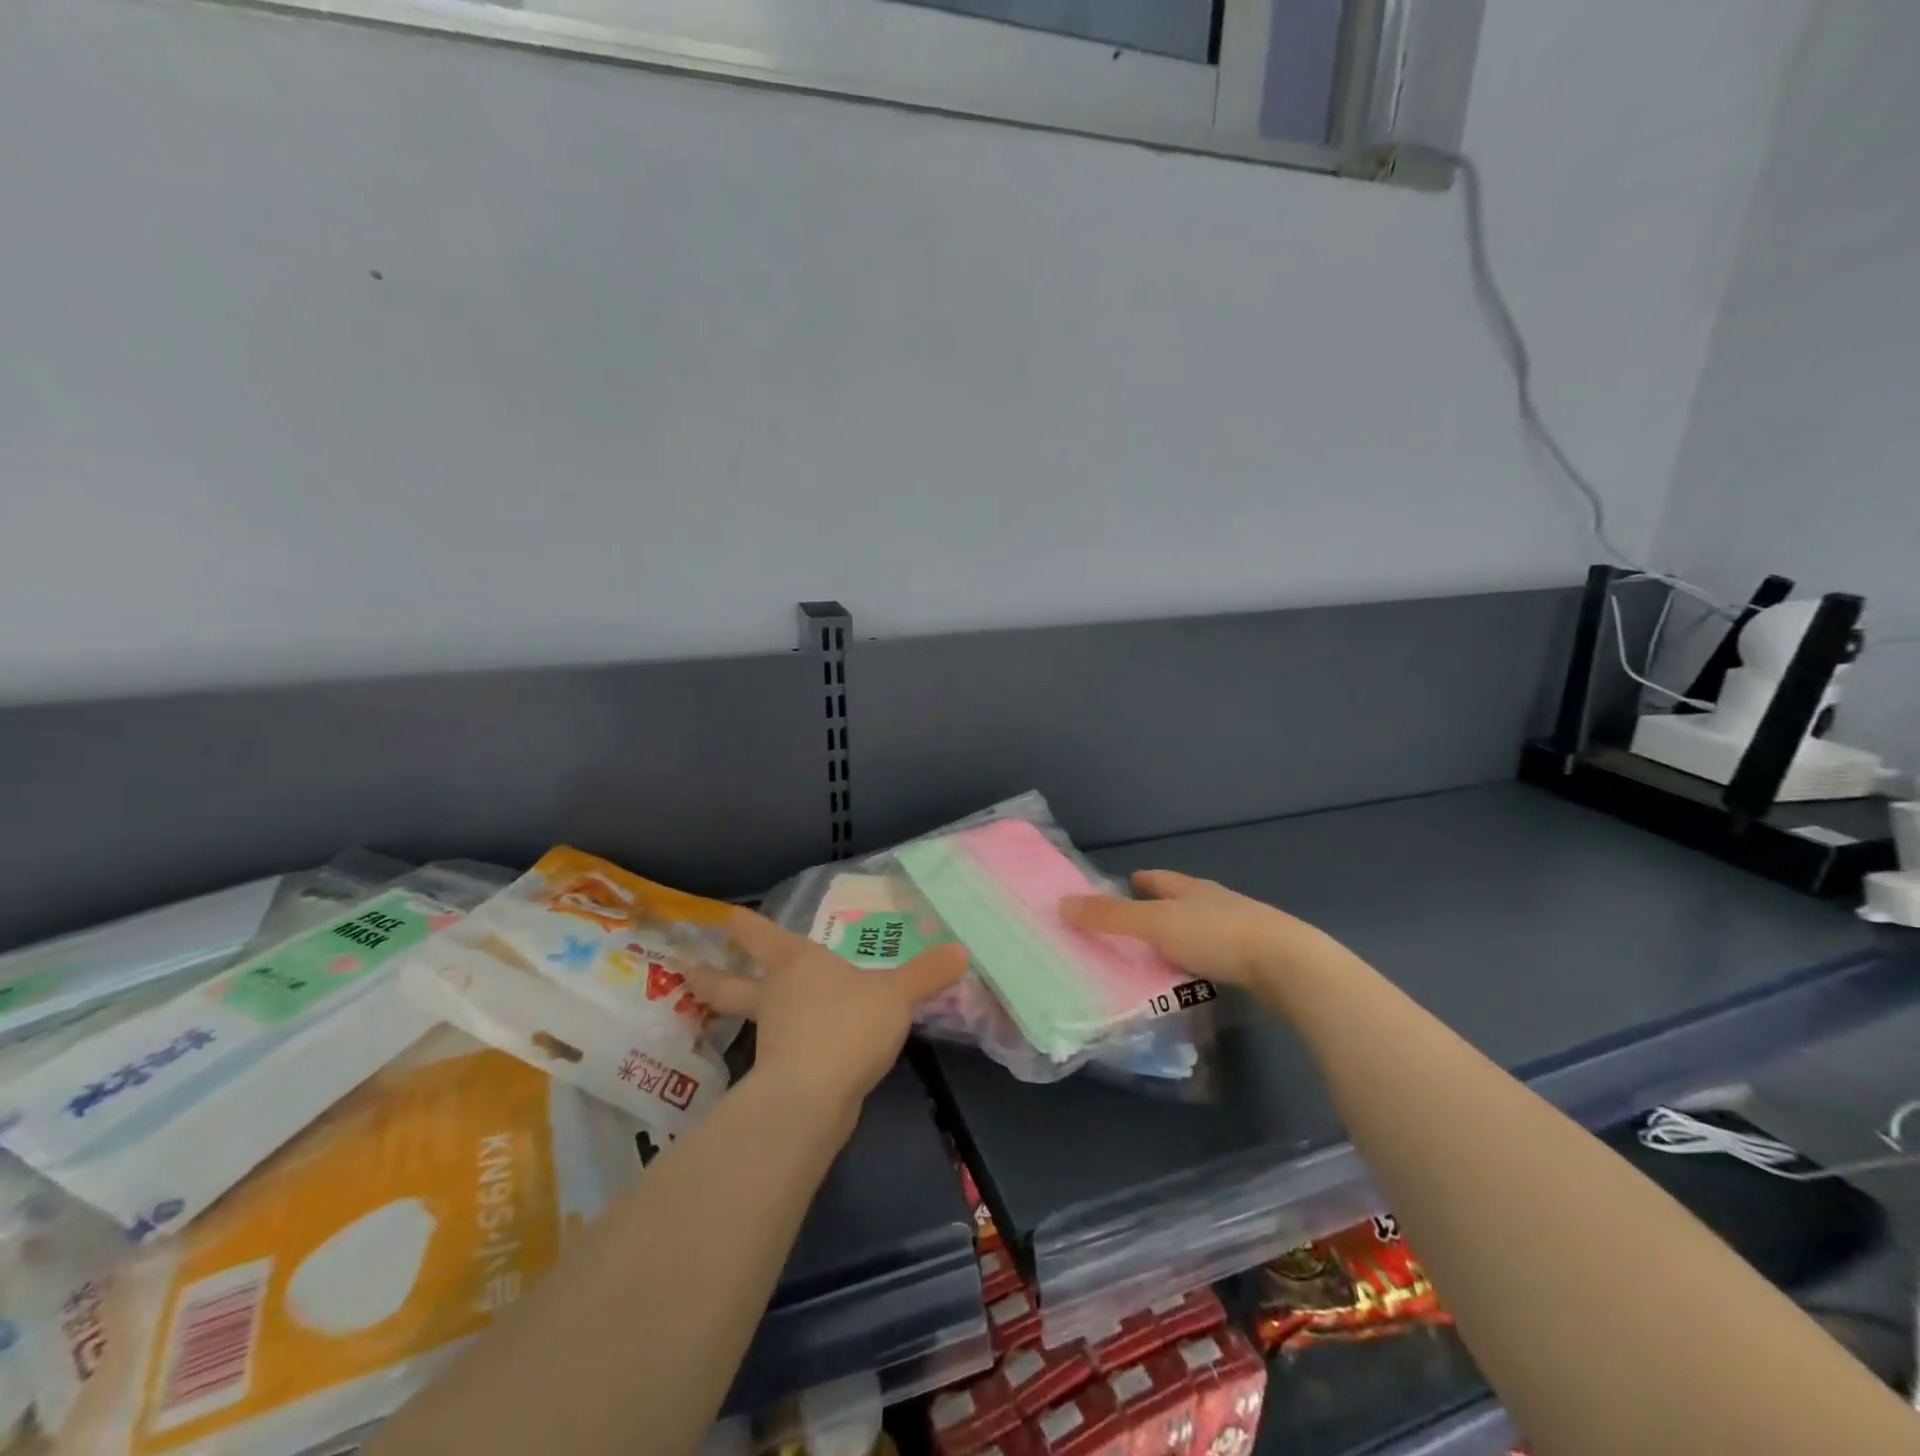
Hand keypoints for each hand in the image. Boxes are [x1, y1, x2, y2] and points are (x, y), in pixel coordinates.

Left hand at [687, 908, 967, 1123]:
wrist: (814, 1098)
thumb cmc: (847, 1025)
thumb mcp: (896, 994)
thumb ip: (927, 973)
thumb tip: (962, 951)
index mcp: (795, 964)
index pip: (762, 936)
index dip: (746, 926)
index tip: (724, 917)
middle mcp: (776, 996)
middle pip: (731, 985)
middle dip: (710, 977)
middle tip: (685, 969)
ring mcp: (772, 1038)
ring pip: (751, 1020)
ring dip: (737, 1013)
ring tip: (740, 1012)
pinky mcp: (780, 1076)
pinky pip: (780, 1052)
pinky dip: (782, 1048)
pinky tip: (800, 1051)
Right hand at [1060, 869, 1345, 1004]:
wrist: (1288, 965)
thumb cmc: (1217, 936)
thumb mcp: (1156, 924)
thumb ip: (1110, 917)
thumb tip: (1061, 903)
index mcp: (1193, 889)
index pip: (1163, 878)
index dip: (1145, 879)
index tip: (1129, 880)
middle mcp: (1218, 903)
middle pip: (1185, 900)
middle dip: (1163, 905)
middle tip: (1138, 919)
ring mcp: (1242, 930)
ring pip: (1204, 928)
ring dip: (1184, 936)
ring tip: (1162, 951)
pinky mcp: (1259, 959)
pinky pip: (1220, 955)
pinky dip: (1204, 961)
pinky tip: (1197, 975)